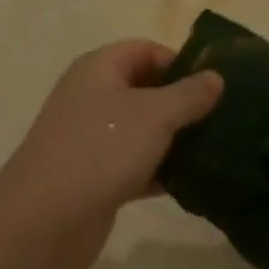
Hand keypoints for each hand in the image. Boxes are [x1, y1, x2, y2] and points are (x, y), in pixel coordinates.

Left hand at [0, 41, 222, 268]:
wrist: (46, 218)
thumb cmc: (101, 149)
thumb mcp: (155, 114)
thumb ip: (189, 94)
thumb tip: (215, 77)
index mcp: (98, 70)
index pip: (144, 50)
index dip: (179, 62)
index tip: (214, 86)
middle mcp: (92, 98)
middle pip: (145, 90)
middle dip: (183, 103)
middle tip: (223, 119)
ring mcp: (92, 140)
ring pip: (143, 131)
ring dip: (176, 140)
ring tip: (217, 150)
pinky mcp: (96, 178)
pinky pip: (137, 165)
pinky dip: (161, 171)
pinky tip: (193, 183)